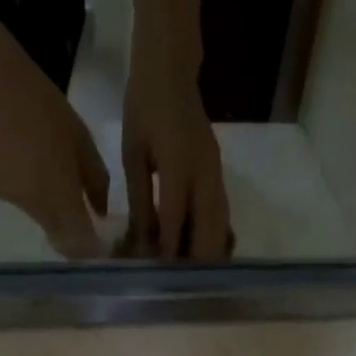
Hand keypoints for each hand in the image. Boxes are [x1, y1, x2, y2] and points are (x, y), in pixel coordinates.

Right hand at [0, 28, 110, 258]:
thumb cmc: (47, 109)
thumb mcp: (84, 142)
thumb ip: (96, 183)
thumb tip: (100, 214)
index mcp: (60, 195)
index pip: (79, 243)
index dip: (92, 250)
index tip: (103, 246)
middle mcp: (36, 207)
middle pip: (61, 237)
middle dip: (76, 236)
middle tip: (88, 221)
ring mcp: (14, 201)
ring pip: (44, 222)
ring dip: (56, 214)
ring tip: (60, 183)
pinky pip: (26, 205)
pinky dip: (36, 198)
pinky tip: (35, 170)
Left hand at [121, 52, 230, 259]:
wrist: (171, 71)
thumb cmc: (144, 108)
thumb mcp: (133, 154)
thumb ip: (140, 200)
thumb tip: (142, 242)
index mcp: (178, 165)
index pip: (176, 221)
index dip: (168, 253)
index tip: (158, 277)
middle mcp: (205, 175)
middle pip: (210, 233)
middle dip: (195, 263)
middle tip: (177, 284)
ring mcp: (217, 176)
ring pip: (221, 229)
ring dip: (207, 254)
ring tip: (188, 276)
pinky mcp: (220, 177)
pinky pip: (221, 217)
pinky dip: (211, 239)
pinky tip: (197, 252)